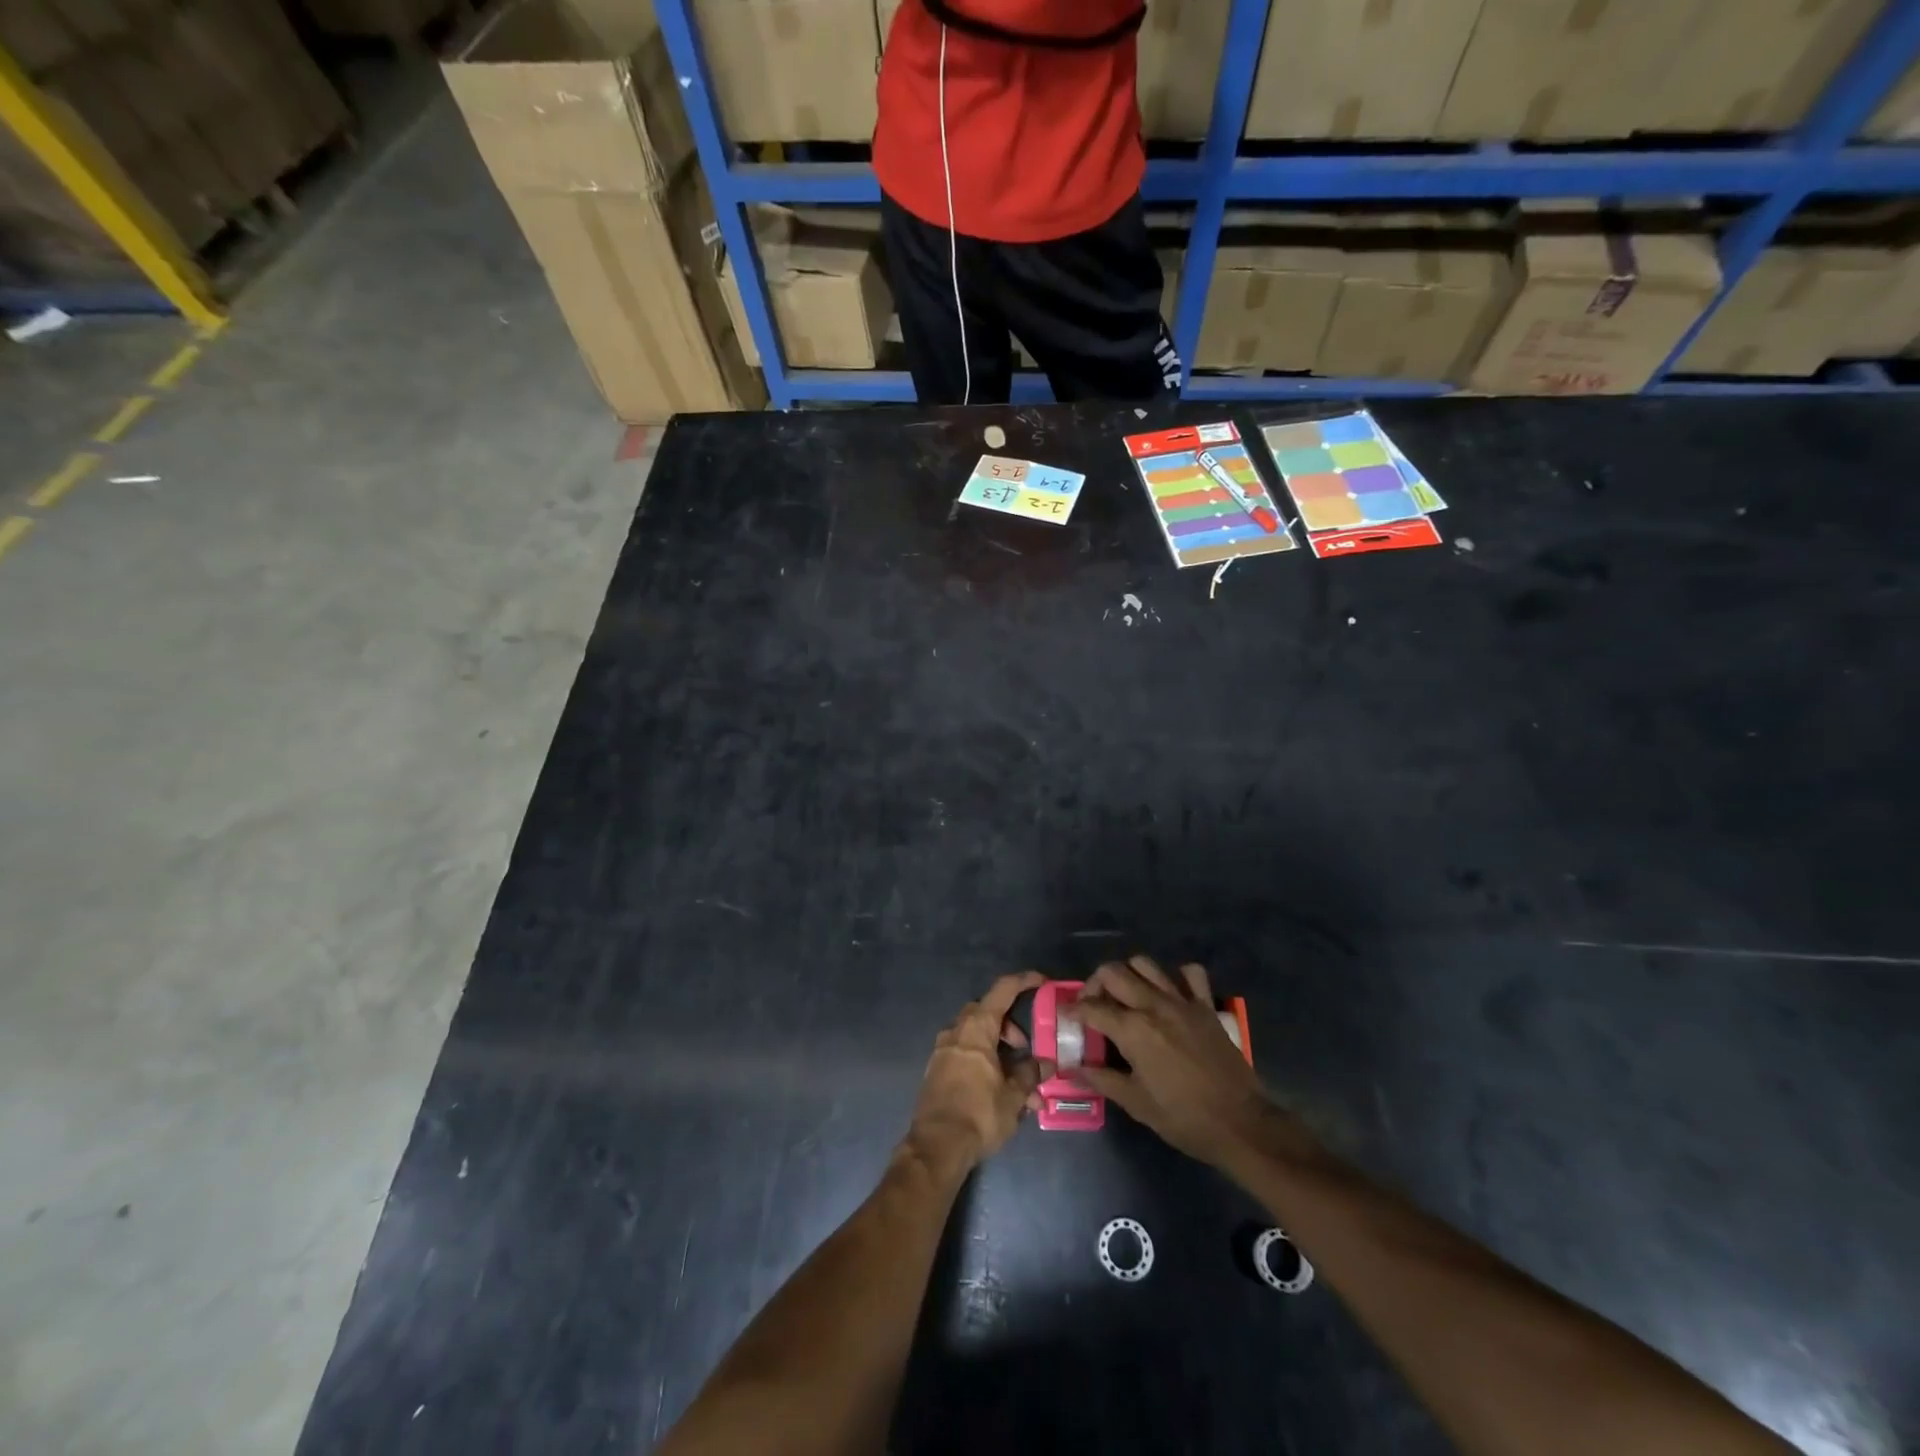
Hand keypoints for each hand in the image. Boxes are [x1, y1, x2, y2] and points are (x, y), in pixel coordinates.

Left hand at [905, 971, 1051, 1173]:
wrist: (936, 1146)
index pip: (1002, 990)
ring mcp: (942, 1050)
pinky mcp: (936, 1070)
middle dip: (1010, 1028)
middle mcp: (956, 1031)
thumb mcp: (1014, 1096)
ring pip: (976, 1037)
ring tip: (1018, 1085)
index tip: (1041, 980)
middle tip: (1026, 1050)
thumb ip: (1030, 1073)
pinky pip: (964, 1054)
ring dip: (998, 1051)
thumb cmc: (979, 1113)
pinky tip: (998, 1092)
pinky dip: (983, 1062)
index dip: (1023, 981)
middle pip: (987, 1013)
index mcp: (976, 1028)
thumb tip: (1044, 1063)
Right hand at [1073, 956, 1272, 1167]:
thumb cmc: (1184, 1118)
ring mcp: (1182, 1001)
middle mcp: (1154, 1005)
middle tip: (1094, 1005)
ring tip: (1127, 996)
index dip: (1073, 1010)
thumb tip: (1072, 1068)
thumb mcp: (1136, 1104)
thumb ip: (1102, 1079)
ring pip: (1145, 964)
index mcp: (1133, 1030)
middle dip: (1095, 984)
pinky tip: (1170, 994)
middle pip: (1113, 973)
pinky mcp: (1206, 1006)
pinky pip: (1190, 974)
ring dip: (1129, 975)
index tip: (1067, 1016)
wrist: (1241, 1124)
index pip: (1091, 1007)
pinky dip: (1176, 976)